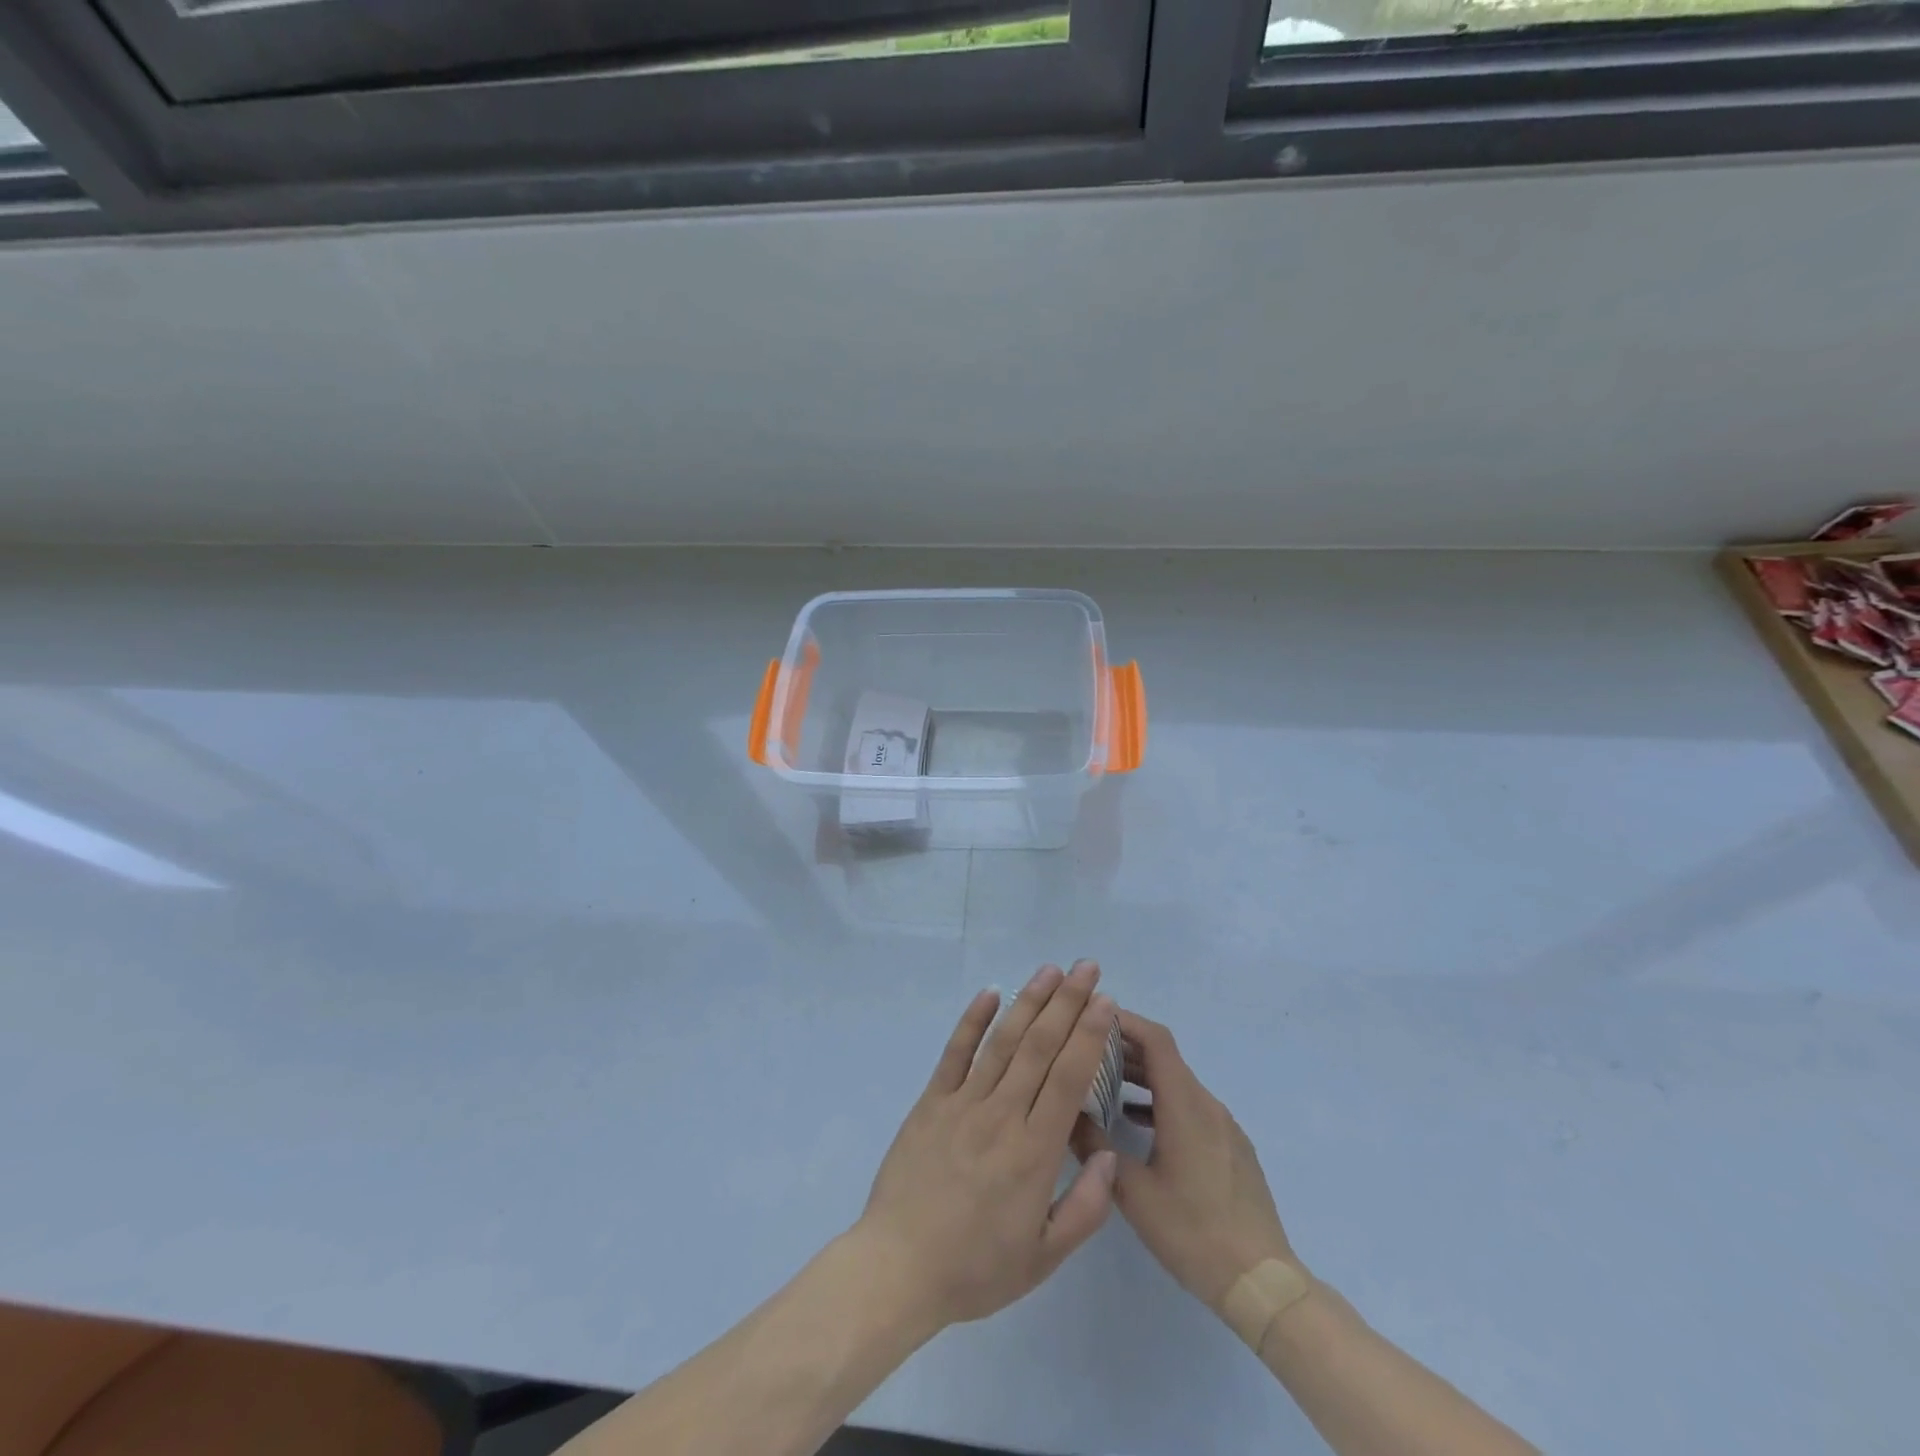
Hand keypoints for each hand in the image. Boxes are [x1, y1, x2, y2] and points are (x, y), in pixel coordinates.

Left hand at [856, 962, 1119, 1332]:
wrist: (899, 1268)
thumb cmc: (976, 1268)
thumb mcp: (1043, 1258)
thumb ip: (1086, 1207)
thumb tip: (1109, 1154)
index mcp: (1035, 1152)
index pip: (1069, 1078)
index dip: (1089, 1034)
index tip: (1105, 1001)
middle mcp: (1002, 1115)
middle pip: (1040, 1047)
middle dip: (1067, 1002)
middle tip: (1086, 967)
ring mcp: (963, 1103)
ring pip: (1003, 1041)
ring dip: (1028, 1001)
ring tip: (1050, 970)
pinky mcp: (931, 1101)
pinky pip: (955, 1052)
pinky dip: (972, 1020)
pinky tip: (990, 993)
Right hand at [1074, 1011, 1297, 1312]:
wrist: (1263, 1282)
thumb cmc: (1193, 1232)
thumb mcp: (1133, 1191)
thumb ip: (1096, 1146)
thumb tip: (1064, 1113)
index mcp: (1185, 1105)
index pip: (1156, 1040)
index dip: (1126, 1021)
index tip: (1093, 1016)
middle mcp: (1207, 1104)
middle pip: (1166, 1058)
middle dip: (1126, 1047)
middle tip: (1086, 1049)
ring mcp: (1224, 1126)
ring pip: (1178, 1083)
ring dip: (1142, 1076)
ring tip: (1103, 1083)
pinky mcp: (1231, 1147)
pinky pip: (1191, 1107)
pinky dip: (1161, 1101)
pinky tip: (1137, 1123)